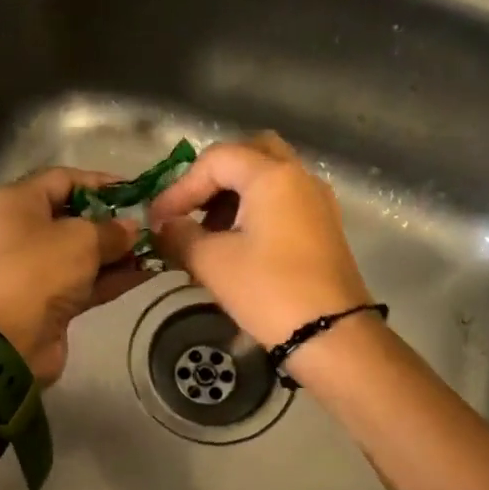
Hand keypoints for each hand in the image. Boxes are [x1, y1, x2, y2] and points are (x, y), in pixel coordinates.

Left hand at [0, 167, 152, 383]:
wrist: (7, 341)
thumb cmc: (38, 272)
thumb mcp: (81, 240)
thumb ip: (112, 230)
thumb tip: (131, 229)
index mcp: (14, 203)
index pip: (63, 180)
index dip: (101, 183)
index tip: (137, 192)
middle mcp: (18, 231)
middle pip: (72, 218)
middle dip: (112, 222)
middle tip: (149, 225)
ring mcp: (31, 269)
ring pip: (79, 253)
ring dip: (115, 253)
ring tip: (155, 250)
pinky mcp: (44, 301)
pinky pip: (81, 282)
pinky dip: (109, 278)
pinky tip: (146, 274)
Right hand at [149, 133, 373, 357]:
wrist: (330, 334)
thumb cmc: (267, 291)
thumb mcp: (212, 262)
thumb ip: (180, 235)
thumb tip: (164, 226)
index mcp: (272, 176)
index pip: (216, 159)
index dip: (180, 187)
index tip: (158, 221)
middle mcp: (300, 177)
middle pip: (249, 155)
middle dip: (213, 179)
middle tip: (190, 209)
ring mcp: (317, 201)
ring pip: (268, 177)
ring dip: (233, 195)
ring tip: (208, 233)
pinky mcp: (323, 227)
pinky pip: (283, 200)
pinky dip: (255, 210)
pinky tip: (236, 245)